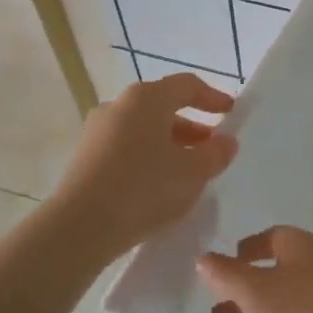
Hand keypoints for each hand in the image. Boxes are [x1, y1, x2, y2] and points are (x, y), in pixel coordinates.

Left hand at [50, 74, 236, 260]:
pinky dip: (148, 159)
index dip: (213, 97)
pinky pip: (126, 149)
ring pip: (144, 130)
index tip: (232, 113)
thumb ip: (215, 153)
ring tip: (189, 173)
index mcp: (146, 98)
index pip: (187, 85)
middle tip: (212, 149)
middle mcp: (118, 105)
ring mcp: (97, 132)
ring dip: (170, 145)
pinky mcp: (84, 158)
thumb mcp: (193, 172)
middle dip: (192, 127)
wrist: (80, 227)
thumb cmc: (145, 188)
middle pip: (163, 107)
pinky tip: (159, 187)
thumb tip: (226, 141)